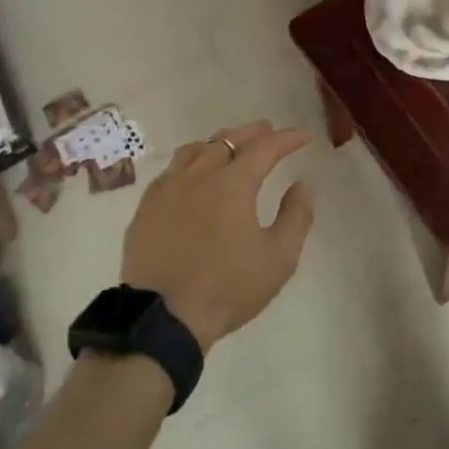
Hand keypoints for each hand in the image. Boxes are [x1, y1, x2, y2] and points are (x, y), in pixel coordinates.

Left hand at [121, 121, 315, 348]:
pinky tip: (192, 175)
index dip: (286, 139)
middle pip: (226, 140)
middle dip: (251, 132)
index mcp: (233, 184)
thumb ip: (296, 216)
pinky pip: (171, 171)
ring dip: (218, 142)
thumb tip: (302, 185)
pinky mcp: (146, 208)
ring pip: (194, 150)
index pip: (264, 148)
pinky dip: (190, 163)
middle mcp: (198, 175)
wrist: (164, 317)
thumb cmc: (228, 287)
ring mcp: (167, 189)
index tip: (302, 136)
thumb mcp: (278, 258)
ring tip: (230, 146)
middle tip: (267, 131)